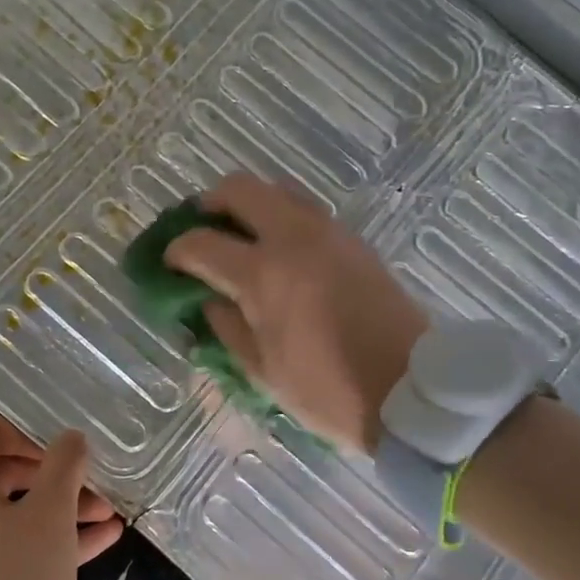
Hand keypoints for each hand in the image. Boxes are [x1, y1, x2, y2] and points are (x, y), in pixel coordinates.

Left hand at [0, 416, 123, 579]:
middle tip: (92, 485)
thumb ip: (63, 467)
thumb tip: (71, 438)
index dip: (24, 431)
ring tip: (109, 516)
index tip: (60, 451)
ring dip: (62, 508)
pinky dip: (50, 539)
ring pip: (15, 512)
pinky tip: (101, 542)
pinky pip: (13, 545)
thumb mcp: (50, 516)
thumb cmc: (17, 578)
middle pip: (3, 471)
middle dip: (55, 475)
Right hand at [163, 174, 426, 452]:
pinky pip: (306, 210)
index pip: (201, 243)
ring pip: (278, 190)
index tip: (169, 263)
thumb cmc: (327, 390)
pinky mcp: (354, 240)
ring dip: (250, 205)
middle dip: (210, 203)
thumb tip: (208, 298)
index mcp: (263, 274)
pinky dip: (281, 217)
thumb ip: (226, 326)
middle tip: (202, 229)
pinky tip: (279, 251)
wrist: (410, 388)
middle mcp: (293, 238)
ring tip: (240, 237)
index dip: (176, 250)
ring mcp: (328, 233)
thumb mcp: (261, 370)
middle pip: (240, 189)